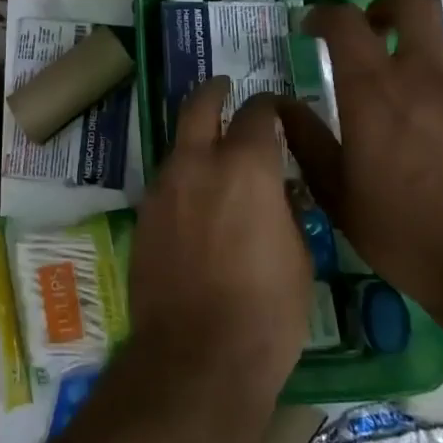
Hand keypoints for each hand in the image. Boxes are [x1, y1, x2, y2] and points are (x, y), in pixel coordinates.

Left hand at [128, 77, 313, 402]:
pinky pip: (166, 183)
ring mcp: (163, 189)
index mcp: (245, 167)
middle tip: (224, 90)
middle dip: (214, 93)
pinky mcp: (144, 216)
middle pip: (199, 107)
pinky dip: (182, 180)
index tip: (277, 111)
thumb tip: (275, 186)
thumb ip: (284, 206)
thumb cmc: (267, 310)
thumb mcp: (298, 253)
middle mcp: (197, 165)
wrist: (198, 353)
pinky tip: (196, 203)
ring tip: (214, 157)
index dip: (269, 107)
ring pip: (178, 147)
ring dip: (196, 143)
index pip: (257, 114)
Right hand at [276, 0, 442, 319]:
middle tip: (377, 33)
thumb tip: (282, 105)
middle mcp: (429, 77)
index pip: (345, 22)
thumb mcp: (337, 194)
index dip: (325, 15)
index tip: (313, 28)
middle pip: (415, 4)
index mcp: (376, 92)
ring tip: (421, 137)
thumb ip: (306, 140)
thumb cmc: (405, 233)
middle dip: (389, 7)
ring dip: (424, 82)